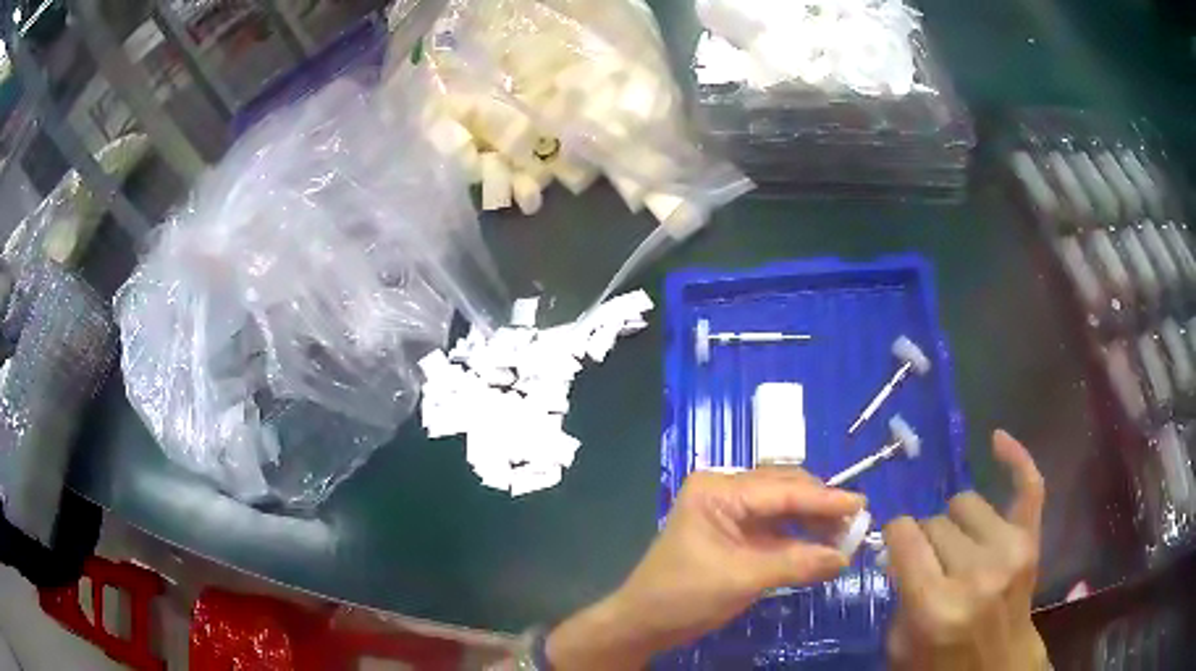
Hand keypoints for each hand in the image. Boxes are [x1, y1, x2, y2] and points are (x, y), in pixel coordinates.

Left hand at [546, 468, 863, 669]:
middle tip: (857, 521)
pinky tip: (823, 546)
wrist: (644, 623)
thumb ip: (796, 564)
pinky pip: (776, 530)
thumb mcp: (742, 578)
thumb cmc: (683, 596)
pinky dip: (799, 538)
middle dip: (821, 506)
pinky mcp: (735, 535)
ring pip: (783, 509)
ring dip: (813, 521)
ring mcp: (730, 513)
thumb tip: (844, 557)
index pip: (781, 490)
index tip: (862, 504)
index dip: (825, 498)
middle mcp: (725, 491)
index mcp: (718, 490)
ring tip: (847, 533)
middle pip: (785, 491)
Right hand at [884, 430, 1047, 670]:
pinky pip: (1029, 485)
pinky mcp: (1031, 539)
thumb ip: (898, 592)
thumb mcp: (900, 644)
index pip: (905, 537)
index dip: (895, 536)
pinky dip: (1015, 458)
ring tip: (958, 545)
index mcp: (936, 605)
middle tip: (928, 561)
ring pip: (966, 503)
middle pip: (935, 522)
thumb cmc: (942, 662)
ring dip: (955, 522)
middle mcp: (975, 573)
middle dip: (925, 539)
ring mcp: (1009, 550)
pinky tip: (997, 440)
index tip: (895, 545)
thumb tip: (899, 547)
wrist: (997, 667)